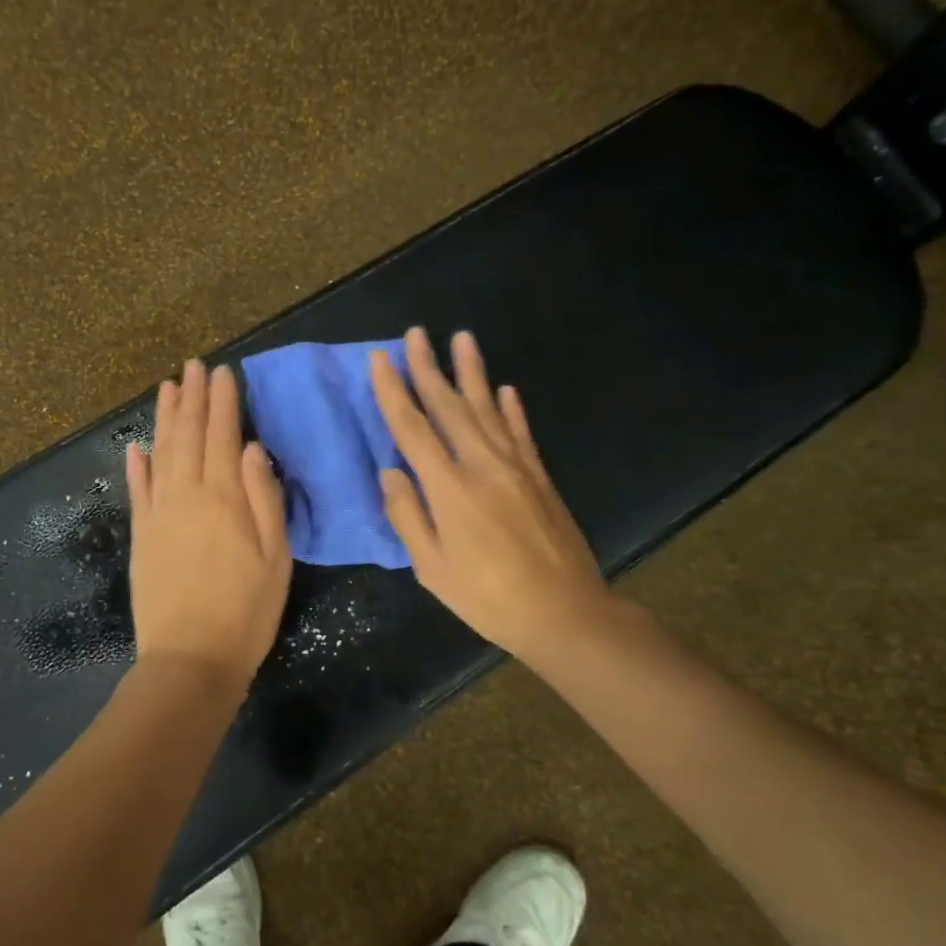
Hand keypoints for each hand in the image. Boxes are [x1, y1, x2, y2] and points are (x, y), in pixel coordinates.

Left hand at [126, 360, 292, 691]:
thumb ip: (263, 498)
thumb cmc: (246, 610)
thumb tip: (251, 448)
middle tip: (193, 365)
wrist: (190, 658)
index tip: (223, 373)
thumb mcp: (276, 557)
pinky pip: (137, 490)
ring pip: (160, 453)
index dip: (223, 403)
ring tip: (168, 387)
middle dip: (192, 398)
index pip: (222, 436)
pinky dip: (137, 465)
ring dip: (164, 419)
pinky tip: (136, 447)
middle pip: (188, 436)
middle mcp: (186, 495)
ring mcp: (158, 514)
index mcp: (223, 498)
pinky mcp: (141, 536)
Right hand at [370, 327, 625, 670]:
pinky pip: (521, 432)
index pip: (413, 429)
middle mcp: (483, 466)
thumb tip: (390, 473)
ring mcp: (516, 468)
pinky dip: (511, 408)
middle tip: (416, 333)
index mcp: (450, 489)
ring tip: (462, 338)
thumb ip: (408, 517)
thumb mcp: (432, 568)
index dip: (393, 392)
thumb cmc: (488, 598)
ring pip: (488, 409)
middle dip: (429, 368)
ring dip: (472, 372)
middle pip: (450, 407)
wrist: (565, 613)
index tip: (381, 359)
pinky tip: (505, 388)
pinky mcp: (540, 477)